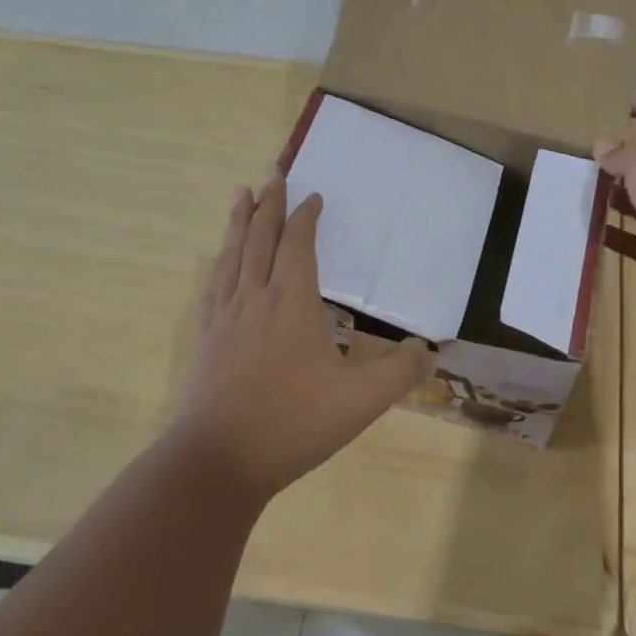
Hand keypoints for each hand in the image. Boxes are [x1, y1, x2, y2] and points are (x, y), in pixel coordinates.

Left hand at [173, 175, 433, 494]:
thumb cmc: (293, 423)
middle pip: (260, 239)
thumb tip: (430, 351)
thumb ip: (400, 372)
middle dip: (269, 205)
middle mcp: (255, 299)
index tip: (313, 197)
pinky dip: (219, 263)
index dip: (306, 218)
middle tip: (273, 175)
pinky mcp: (205, 339)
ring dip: (239, 223)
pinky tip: (218, 263)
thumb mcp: (361, 401)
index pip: (299, 246)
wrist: (219, 460)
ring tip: (241, 196)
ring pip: (231, 256)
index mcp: (292, 304)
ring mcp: (224, 318)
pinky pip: (212, 286)